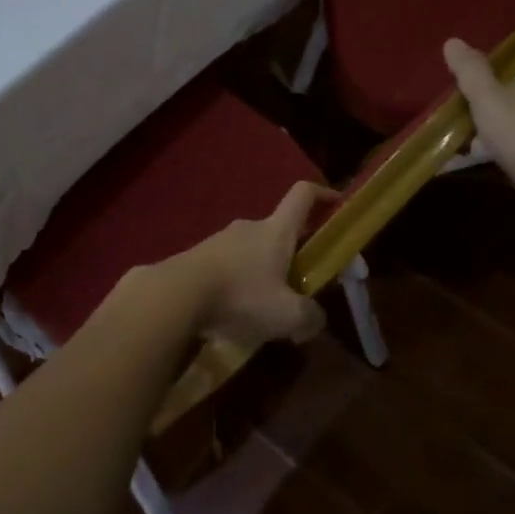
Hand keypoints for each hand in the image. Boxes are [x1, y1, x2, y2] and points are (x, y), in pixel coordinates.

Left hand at [172, 181, 333, 346]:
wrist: (177, 294)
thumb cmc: (241, 296)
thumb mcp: (287, 315)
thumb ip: (310, 317)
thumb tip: (315, 319)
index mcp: (276, 230)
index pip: (303, 195)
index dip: (323, 194)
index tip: (337, 203)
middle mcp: (249, 226)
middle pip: (279, 231)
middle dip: (293, 254)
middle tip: (299, 287)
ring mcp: (220, 239)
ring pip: (252, 252)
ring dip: (263, 273)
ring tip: (263, 309)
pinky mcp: (198, 256)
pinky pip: (228, 266)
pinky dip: (238, 284)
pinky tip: (234, 313)